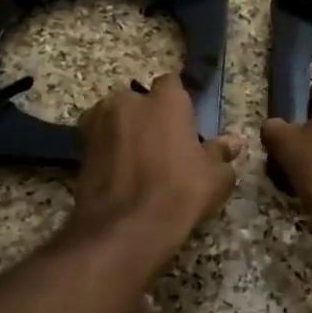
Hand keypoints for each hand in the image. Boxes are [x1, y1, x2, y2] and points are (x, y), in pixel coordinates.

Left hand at [67, 74, 239, 268]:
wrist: (125, 228)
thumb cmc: (179, 193)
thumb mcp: (215, 177)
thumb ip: (220, 153)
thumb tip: (232, 143)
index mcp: (166, 99)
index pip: (171, 83)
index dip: (177, 102)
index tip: (184, 123)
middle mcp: (128, 100)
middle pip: (139, 99)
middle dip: (147, 115)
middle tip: (160, 144)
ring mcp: (98, 121)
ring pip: (115, 117)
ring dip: (124, 130)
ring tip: (136, 160)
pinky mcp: (79, 146)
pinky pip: (98, 139)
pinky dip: (107, 149)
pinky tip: (119, 172)